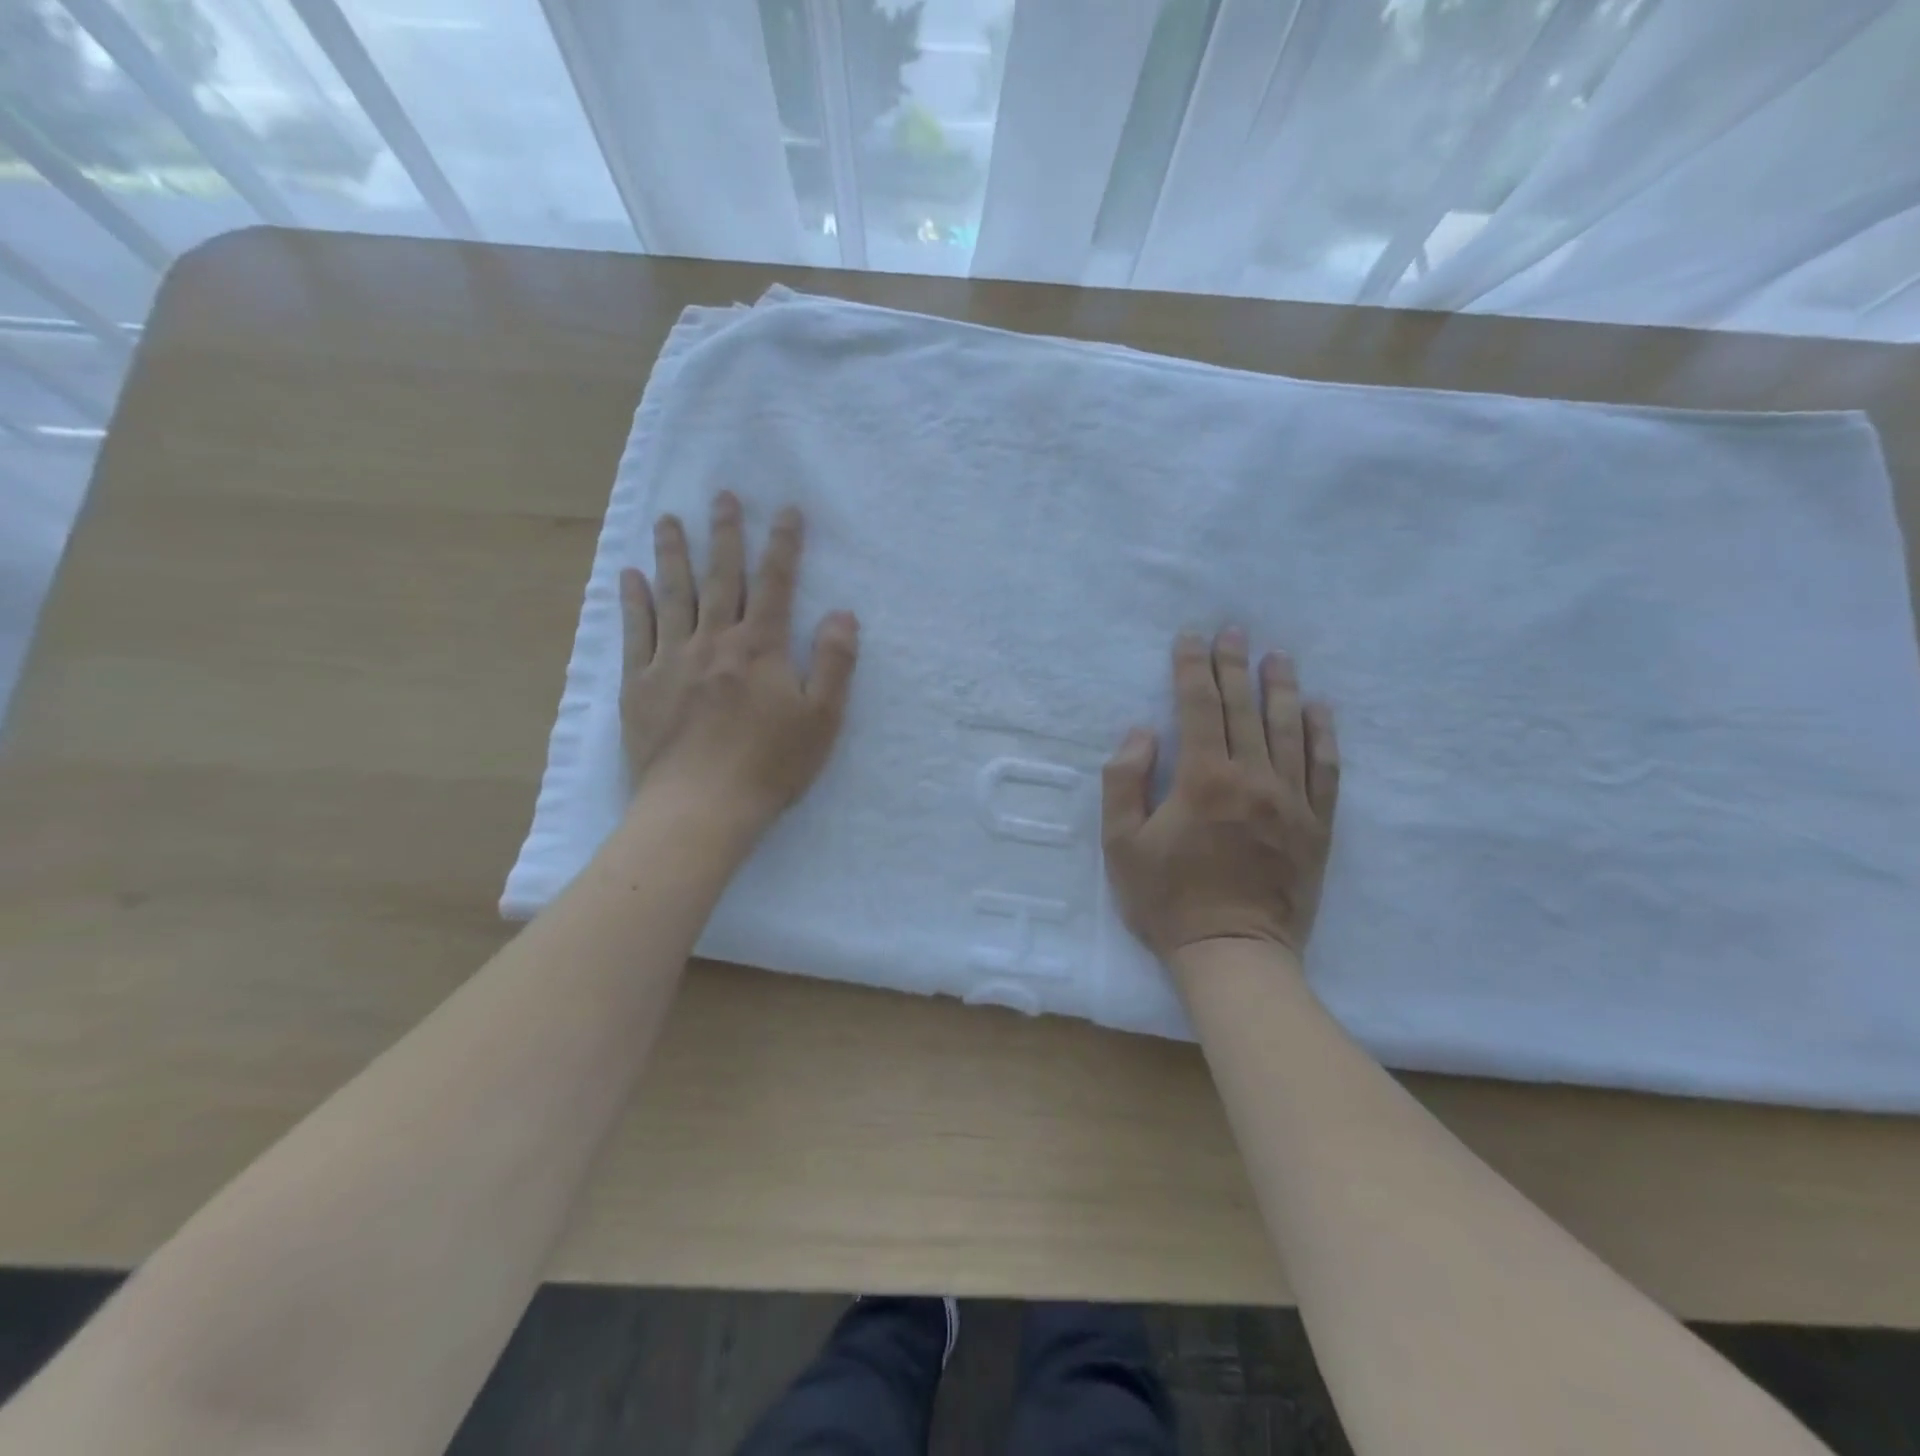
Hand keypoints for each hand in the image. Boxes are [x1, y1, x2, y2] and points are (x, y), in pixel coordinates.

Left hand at [620, 492, 857, 826]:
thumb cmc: (769, 766)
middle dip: (724, 535)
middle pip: (721, 578)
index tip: (786, 510)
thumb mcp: (822, 720)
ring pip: (673, 595)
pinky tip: (628, 576)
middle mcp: (715, 641)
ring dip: (672, 554)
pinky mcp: (640, 684)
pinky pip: (635, 632)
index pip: (776, 584)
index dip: (783, 544)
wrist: (700, 807)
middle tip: (721, 496)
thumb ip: (835, 663)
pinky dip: (632, 601)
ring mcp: (672, 659)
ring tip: (668, 520)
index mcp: (761, 648)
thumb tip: (843, 613)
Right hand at [1102, 629, 1339, 962]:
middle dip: (1234, 665)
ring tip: (1278, 657)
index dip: (1192, 668)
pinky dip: (1323, 736)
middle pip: (1244, 708)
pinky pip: (1325, 770)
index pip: (1198, 707)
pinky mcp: (1317, 826)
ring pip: (1288, 730)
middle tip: (1234, 629)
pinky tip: (1319, 710)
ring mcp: (1292, 801)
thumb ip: (1124, 783)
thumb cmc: (1168, 901)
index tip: (1190, 637)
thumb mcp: (1121, 846)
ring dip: (1282, 688)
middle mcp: (1253, 779)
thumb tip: (1143, 733)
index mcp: (1203, 780)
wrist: (1233, 954)